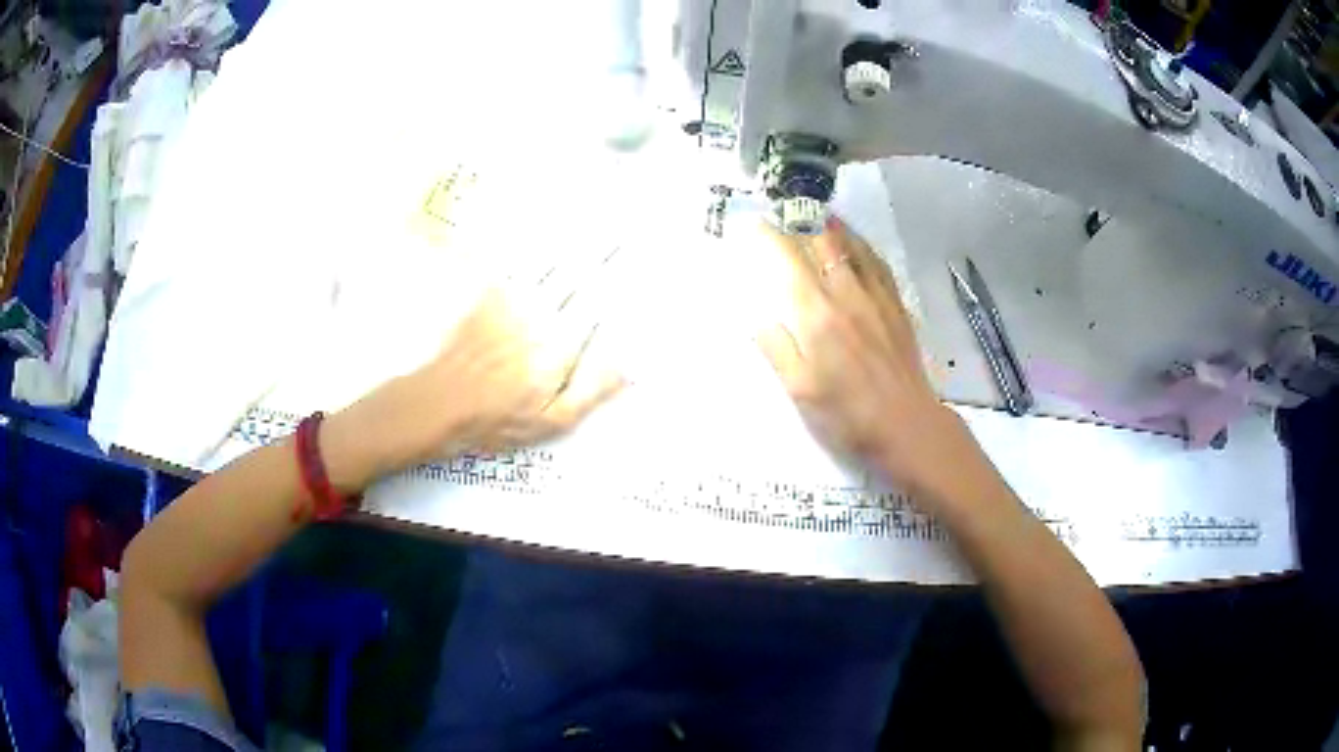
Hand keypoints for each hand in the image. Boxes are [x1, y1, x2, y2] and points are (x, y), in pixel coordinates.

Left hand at [327, 257, 624, 484]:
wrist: (439, 402)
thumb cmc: (498, 418)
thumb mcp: (552, 421)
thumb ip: (591, 391)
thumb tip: (628, 366)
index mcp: (560, 341)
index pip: (597, 299)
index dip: (617, 275)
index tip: (635, 255)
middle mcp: (539, 311)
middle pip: (575, 271)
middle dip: (600, 248)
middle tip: (620, 228)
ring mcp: (510, 299)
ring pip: (547, 260)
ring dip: (569, 239)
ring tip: (589, 222)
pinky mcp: (486, 296)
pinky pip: (513, 262)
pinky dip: (529, 246)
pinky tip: (538, 231)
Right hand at [750, 218, 990, 505]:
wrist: (907, 425)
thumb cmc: (848, 414)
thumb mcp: (801, 391)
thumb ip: (777, 349)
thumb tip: (757, 316)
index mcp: (817, 315)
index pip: (789, 260)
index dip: (770, 236)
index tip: (755, 223)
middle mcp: (847, 295)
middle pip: (823, 242)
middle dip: (802, 220)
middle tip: (785, 210)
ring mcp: (876, 297)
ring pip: (853, 246)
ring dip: (832, 225)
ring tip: (817, 213)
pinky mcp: (896, 306)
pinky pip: (878, 263)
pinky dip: (862, 245)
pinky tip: (856, 243)